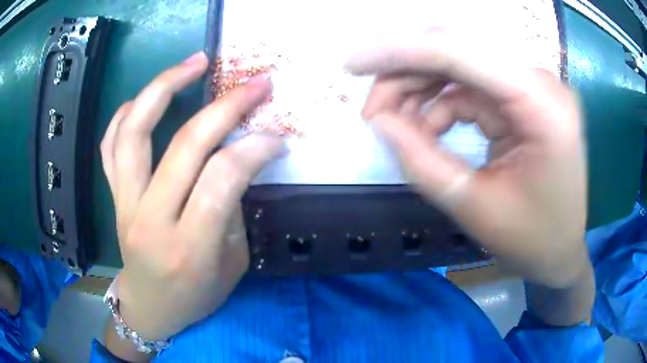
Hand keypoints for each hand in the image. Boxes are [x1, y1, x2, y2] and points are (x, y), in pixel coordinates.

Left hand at [101, 52, 282, 339]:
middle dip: (226, 106)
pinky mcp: (113, 196)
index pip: (222, 179)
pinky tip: (146, 96)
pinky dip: (126, 112)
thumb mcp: (231, 265)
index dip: (254, 147)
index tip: (276, 133)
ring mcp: (125, 203)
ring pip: (134, 131)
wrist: (150, 308)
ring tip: (194, 61)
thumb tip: (239, 157)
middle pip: (184, 145)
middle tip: (255, 83)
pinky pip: (110, 144)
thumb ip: (232, 209)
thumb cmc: (196, 297)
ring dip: (165, 86)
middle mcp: (151, 220)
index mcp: (190, 248)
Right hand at [345, 30, 590, 288]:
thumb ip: (421, 160)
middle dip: (407, 72)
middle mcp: (541, 84)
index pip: (463, 53)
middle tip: (372, 108)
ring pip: (461, 66)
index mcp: (543, 107)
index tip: (353, 63)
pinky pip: (472, 86)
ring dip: (421, 88)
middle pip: (460, 51)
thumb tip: (378, 120)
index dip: (402, 51)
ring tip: (393, 122)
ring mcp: (534, 88)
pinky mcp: (524, 99)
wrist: (560, 252)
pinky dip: (441, 103)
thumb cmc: (530, 241)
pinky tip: (425, 128)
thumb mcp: (473, 207)